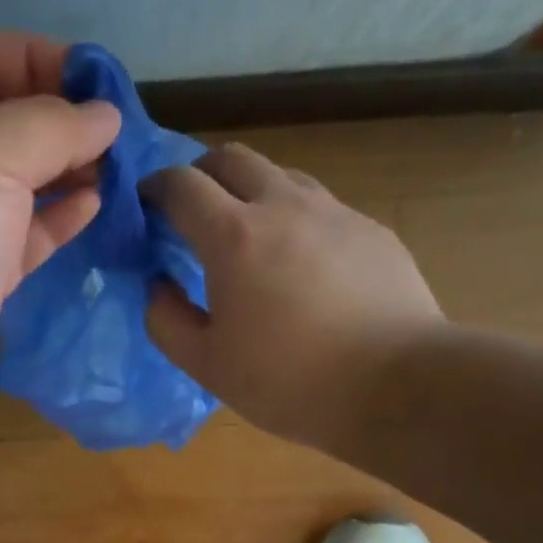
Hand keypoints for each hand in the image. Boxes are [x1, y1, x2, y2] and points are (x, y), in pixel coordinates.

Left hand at [0, 34, 119, 450]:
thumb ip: (49, 125)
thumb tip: (103, 116)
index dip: (34, 58)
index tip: (97, 80)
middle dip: (57, 118)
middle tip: (117, 129)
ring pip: (13, 183)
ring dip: (65, 170)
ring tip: (118, 166)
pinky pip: (19, 237)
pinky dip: (56, 220)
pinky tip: (95, 207)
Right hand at [144, 143, 446, 452]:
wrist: (397, 385)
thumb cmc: (289, 380)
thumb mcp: (206, 364)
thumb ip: (166, 320)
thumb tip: (157, 286)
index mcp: (234, 236)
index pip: (181, 185)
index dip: (155, 187)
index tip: (145, 205)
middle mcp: (283, 206)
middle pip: (232, 158)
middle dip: (201, 173)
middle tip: (192, 209)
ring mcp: (335, 213)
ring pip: (281, 175)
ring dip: (251, 191)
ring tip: (248, 235)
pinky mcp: (372, 230)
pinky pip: (322, 207)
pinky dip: (296, 218)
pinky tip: (303, 264)